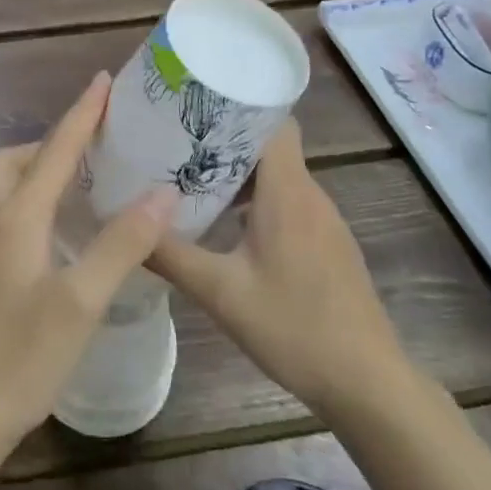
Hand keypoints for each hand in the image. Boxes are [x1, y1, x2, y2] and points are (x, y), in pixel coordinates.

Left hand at [0, 73, 176, 459]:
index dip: (81, 114)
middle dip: (52, 140)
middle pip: (16, 159)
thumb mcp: (81, 302)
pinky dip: (26, 197)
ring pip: (1, 185)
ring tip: (76, 179)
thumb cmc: (20, 358)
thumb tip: (163, 191)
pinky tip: (50, 228)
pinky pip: (0, 211)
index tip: (103, 80)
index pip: (54, 150)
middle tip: (94, 145)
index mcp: (15, 217)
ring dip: (35, 167)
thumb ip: (121, 243)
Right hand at [147, 120, 414, 422]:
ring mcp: (323, 221)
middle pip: (269, 145)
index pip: (272, 120)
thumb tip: (121, 225)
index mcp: (288, 191)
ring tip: (189, 179)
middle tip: (173, 143)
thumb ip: (170, 254)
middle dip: (223, 139)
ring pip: (277, 176)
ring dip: (237, 173)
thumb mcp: (220, 292)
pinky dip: (255, 200)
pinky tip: (225, 225)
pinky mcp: (327, 244)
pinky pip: (287, 203)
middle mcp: (310, 195)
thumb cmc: (295, 328)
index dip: (235, 105)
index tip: (191, 106)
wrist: (368, 384)